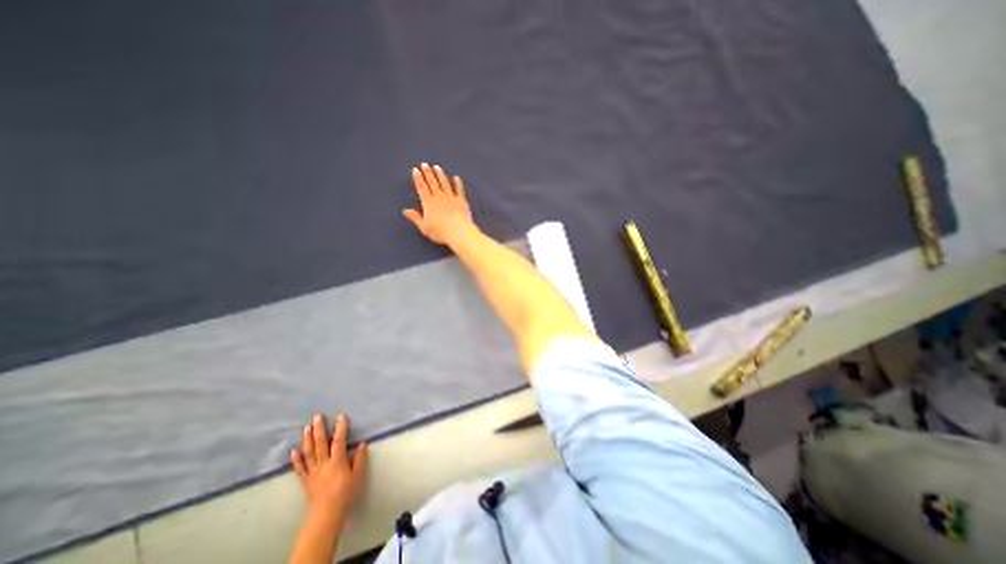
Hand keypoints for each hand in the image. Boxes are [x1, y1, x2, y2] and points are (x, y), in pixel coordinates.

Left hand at [291, 413, 368, 526]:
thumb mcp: (358, 476)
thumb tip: (361, 444)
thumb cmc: (345, 494)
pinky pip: (300, 468)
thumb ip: (359, 459)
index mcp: (337, 461)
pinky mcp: (306, 481)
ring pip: (309, 453)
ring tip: (306, 427)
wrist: (326, 515)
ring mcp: (313, 472)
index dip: (340, 427)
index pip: (339, 441)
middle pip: (320, 444)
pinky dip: (297, 459)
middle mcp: (323, 463)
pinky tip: (294, 451)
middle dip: (319, 429)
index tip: (340, 415)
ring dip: (307, 439)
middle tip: (317, 416)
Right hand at [403, 162, 476, 243]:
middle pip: (432, 183)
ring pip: (444, 184)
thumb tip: (405, 211)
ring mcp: (451, 198)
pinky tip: (456, 178)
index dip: (418, 179)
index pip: (422, 188)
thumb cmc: (440, 232)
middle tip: (425, 164)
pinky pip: (459, 190)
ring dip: (440, 175)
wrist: (459, 232)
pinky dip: (458, 184)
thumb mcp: (424, 227)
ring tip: (437, 167)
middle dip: (428, 173)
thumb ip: (415, 217)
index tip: (416, 170)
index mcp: (429, 203)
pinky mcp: (461, 201)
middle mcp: (439, 197)